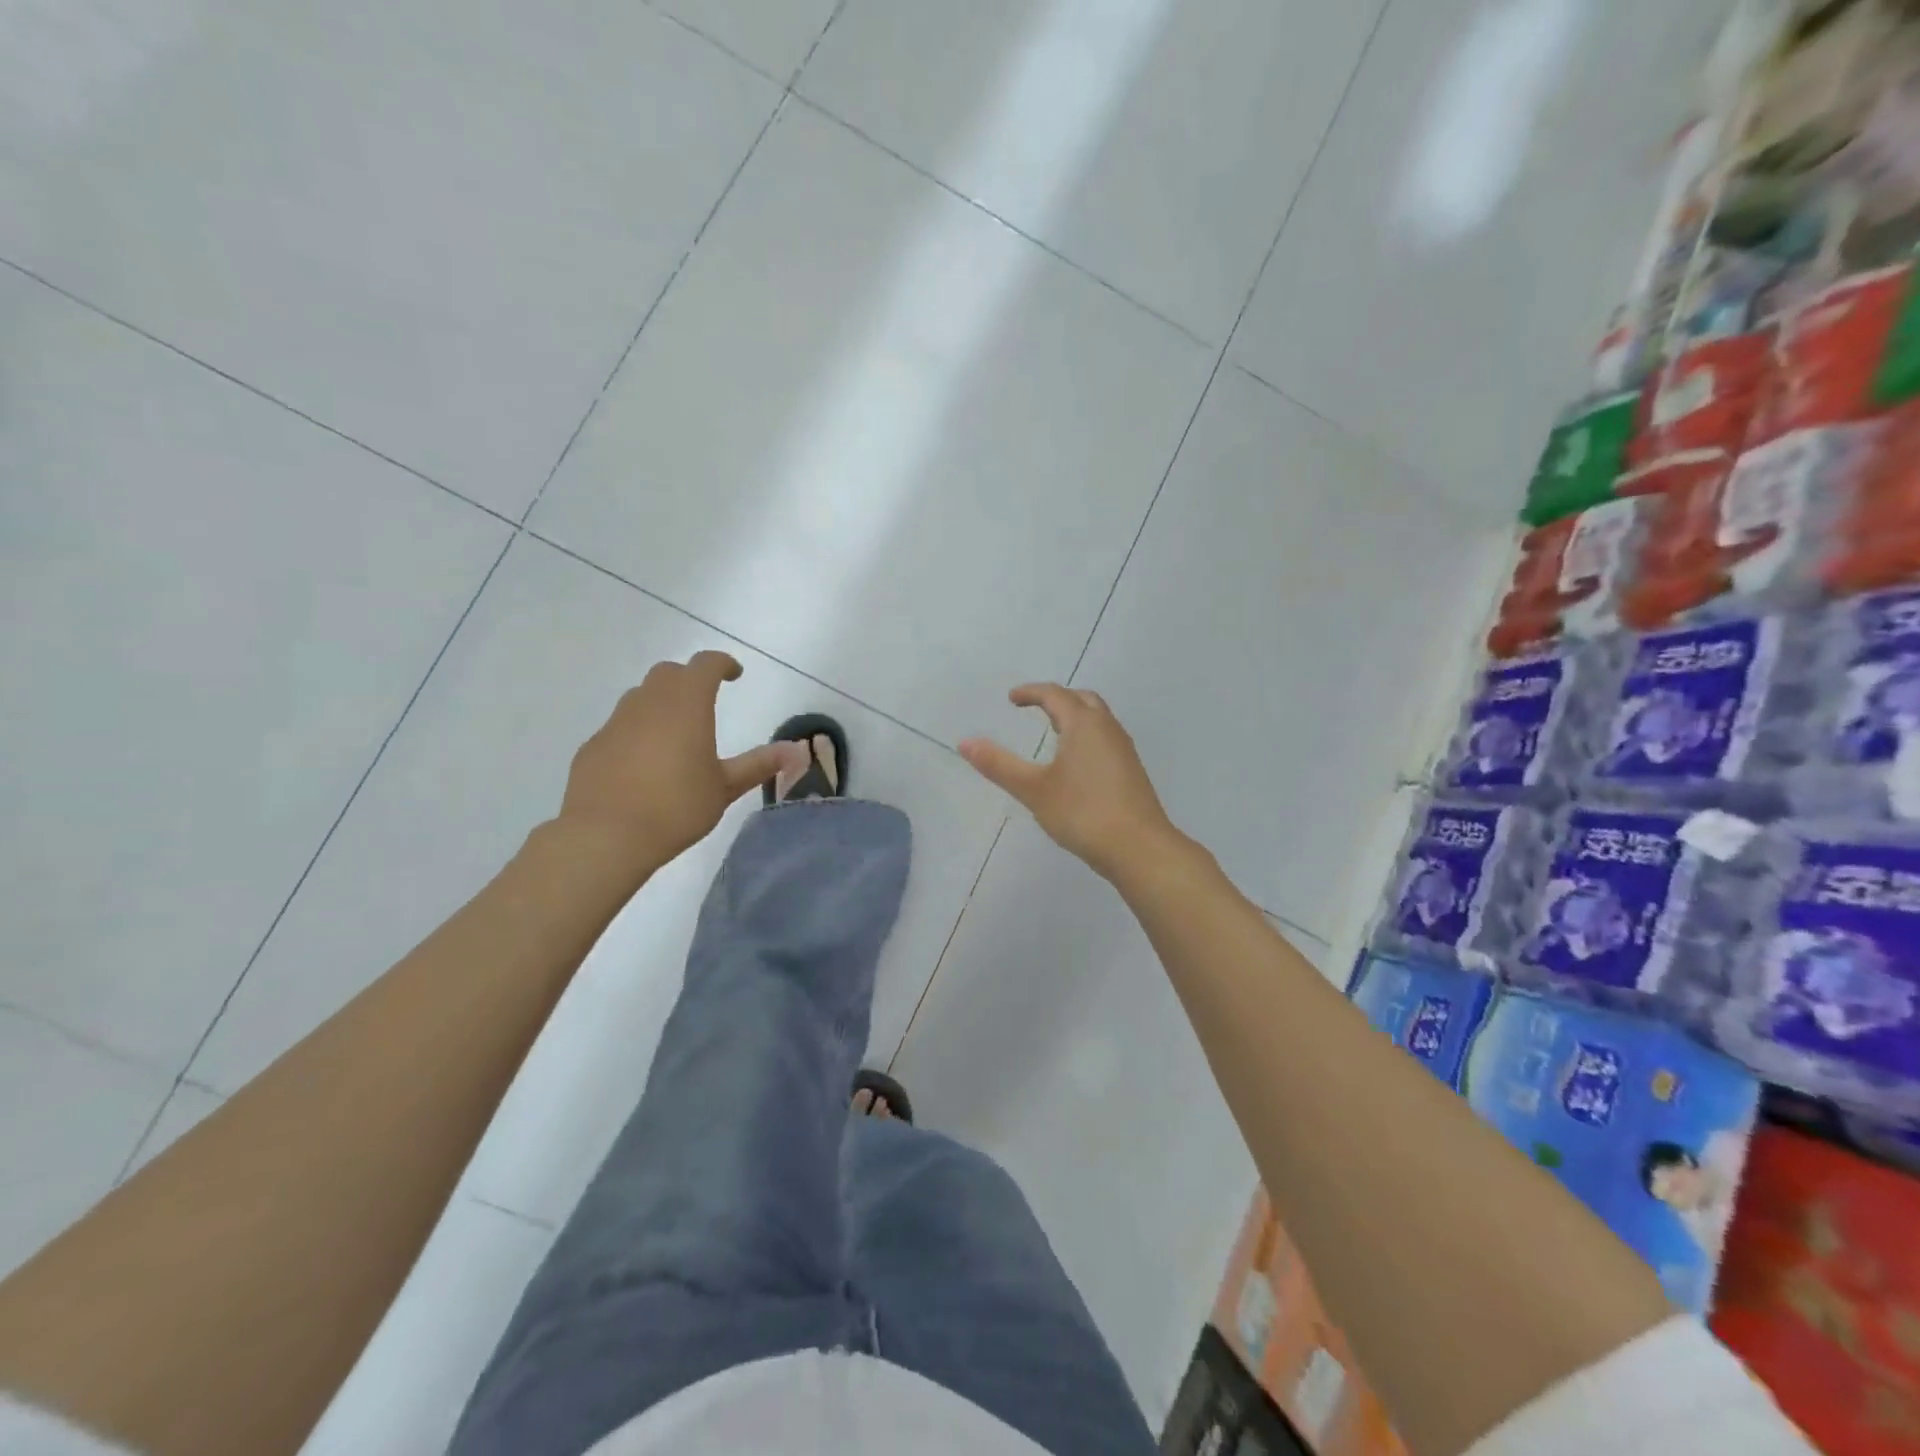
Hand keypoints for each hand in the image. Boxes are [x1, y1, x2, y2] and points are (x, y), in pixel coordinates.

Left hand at [554, 652, 794, 870]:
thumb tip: (796, 750)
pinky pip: (620, 727)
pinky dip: (637, 732)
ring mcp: (615, 723)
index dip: (722, 664)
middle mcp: (648, 703)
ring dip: (661, 703)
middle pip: (669, 673)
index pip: (705, 665)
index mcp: (687, 704)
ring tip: (676, 733)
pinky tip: (644, 764)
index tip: (735, 674)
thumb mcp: (725, 787)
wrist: (605, 836)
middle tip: (705, 700)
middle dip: (689, 679)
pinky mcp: (593, 746)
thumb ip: (758, 764)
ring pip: (641, 697)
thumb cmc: (676, 806)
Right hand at [960, 684, 1180, 880]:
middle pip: (1082, 700)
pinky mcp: (1131, 771)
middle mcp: (1107, 729)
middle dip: (1057, 699)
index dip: (1031, 692)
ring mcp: (1123, 750)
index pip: (1055, 694)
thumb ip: (999, 764)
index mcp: (1084, 724)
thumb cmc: (1083, 813)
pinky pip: (1105, 739)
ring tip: (1053, 732)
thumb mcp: (1034, 789)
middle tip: (1035, 708)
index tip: (1011, 698)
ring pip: (1098, 719)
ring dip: (1075, 717)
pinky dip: (1086, 736)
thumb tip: (965, 742)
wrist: (1139, 848)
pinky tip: (1076, 764)